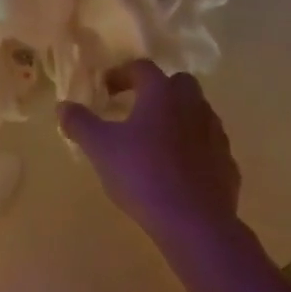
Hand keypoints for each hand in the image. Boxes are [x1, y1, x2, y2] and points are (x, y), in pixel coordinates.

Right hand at [58, 60, 239, 251]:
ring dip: (178, 118)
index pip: (142, 68)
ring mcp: (215, 134)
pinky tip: (177, 169)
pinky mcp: (227, 163)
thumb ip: (79, 123)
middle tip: (136, 108)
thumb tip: (63, 106)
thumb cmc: (142, 175)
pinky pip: (208, 145)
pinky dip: (194, 148)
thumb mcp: (100, 148)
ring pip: (197, 113)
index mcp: (162, 93)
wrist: (195, 223)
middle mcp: (193, 105)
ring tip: (156, 141)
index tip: (106, 89)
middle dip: (157, 90)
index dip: (121, 74)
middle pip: (178, 84)